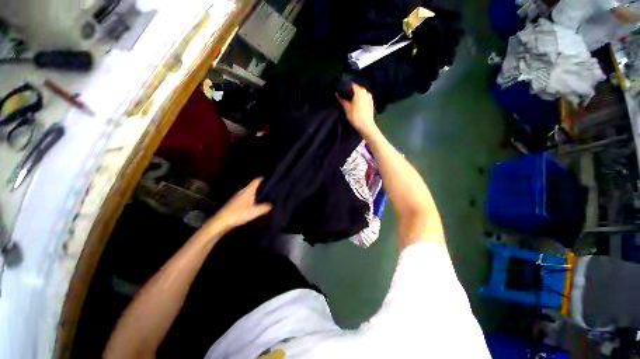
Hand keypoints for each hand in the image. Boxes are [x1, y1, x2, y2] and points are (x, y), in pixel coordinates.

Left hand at [203, 178, 271, 234]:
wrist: (221, 222)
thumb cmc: (238, 214)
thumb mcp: (254, 212)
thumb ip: (264, 208)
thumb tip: (271, 205)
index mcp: (247, 191)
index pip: (256, 181)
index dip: (262, 179)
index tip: (269, 178)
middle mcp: (242, 191)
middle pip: (252, 186)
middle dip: (260, 187)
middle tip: (269, 189)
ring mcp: (237, 197)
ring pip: (249, 192)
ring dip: (255, 193)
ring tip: (264, 196)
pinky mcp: (234, 203)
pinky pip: (246, 197)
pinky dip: (251, 198)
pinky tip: (254, 204)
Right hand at [336, 84, 376, 134]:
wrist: (366, 126)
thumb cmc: (355, 116)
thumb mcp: (346, 108)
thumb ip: (341, 99)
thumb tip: (337, 93)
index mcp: (359, 90)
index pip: (350, 85)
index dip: (344, 88)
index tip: (340, 92)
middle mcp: (366, 92)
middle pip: (356, 89)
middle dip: (350, 93)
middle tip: (343, 98)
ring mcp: (369, 98)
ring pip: (360, 95)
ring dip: (355, 97)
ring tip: (349, 102)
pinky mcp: (371, 104)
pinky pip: (364, 100)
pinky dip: (360, 101)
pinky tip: (356, 106)